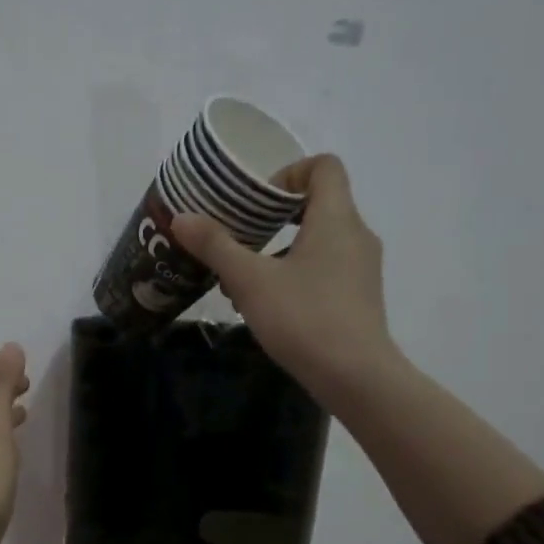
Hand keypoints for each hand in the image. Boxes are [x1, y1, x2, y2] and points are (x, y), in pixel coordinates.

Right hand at [172, 155, 398, 411]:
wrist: (355, 377)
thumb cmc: (304, 318)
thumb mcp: (250, 280)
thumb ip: (216, 246)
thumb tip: (181, 218)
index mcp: (336, 218)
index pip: (324, 167)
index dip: (288, 173)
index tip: (256, 202)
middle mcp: (356, 235)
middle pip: (319, 203)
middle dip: (274, 217)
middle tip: (240, 236)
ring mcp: (362, 268)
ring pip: (319, 240)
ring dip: (281, 249)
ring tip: (244, 278)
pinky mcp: (360, 297)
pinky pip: (326, 268)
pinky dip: (297, 273)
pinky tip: (268, 304)